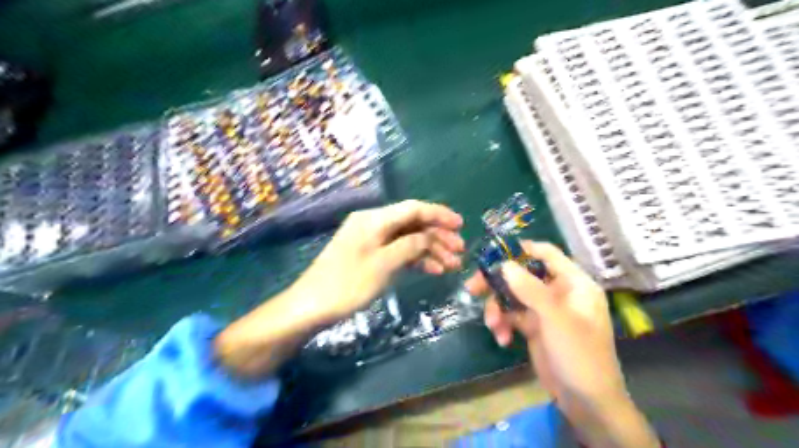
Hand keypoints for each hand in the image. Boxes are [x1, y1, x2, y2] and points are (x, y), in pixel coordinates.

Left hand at [296, 201, 466, 324]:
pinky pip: (398, 251)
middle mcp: (374, 224)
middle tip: (460, 251)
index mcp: (375, 219)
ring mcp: (371, 240)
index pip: (413, 209)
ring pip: (407, 239)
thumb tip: (428, 237)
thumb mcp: (383, 264)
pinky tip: (432, 269)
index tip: (460, 225)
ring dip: (430, 250)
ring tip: (452, 265)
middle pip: (412, 224)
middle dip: (437, 236)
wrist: (311, 306)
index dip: (439, 215)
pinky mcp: (369, 255)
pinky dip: (415, 258)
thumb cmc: (347, 284)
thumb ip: (410, 246)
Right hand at [467, 242, 658, 447]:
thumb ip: (529, 288)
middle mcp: (558, 292)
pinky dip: (503, 324)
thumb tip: (504, 264)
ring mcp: (545, 310)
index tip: (492, 255)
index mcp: (573, 283)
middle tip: (472, 288)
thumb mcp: (555, 318)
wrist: (587, 403)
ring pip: (513, 296)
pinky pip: (512, 316)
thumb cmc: (579, 354)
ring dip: (498, 308)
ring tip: (492, 325)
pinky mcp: (534, 327)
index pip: (546, 253)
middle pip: (522, 275)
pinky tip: (501, 339)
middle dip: (498, 283)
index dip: (520, 250)